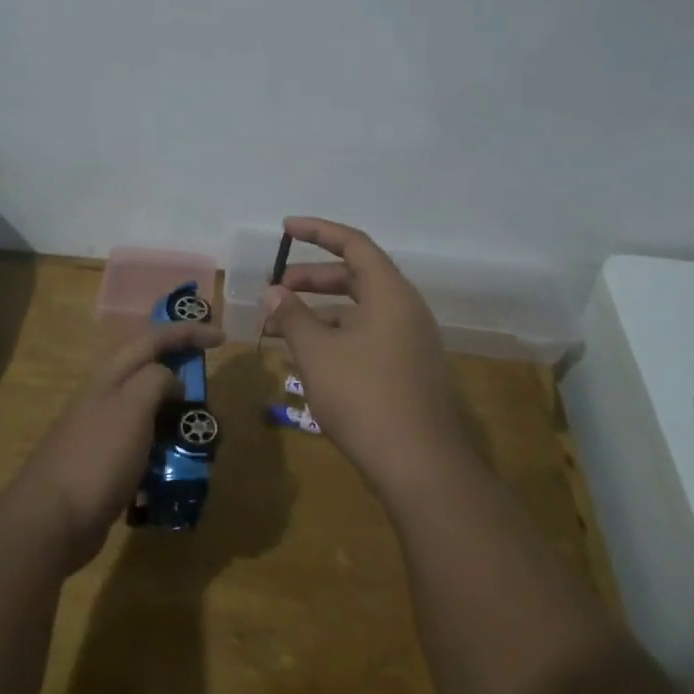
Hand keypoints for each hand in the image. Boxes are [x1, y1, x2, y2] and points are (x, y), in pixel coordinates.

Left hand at [14, 320, 222, 567]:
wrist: (52, 521)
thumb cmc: (97, 457)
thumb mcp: (133, 408)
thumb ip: (156, 382)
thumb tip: (172, 381)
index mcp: (110, 377)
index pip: (153, 340)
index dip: (188, 333)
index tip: (221, 339)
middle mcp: (104, 397)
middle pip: (148, 370)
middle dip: (181, 370)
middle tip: (209, 383)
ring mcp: (102, 432)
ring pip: (146, 409)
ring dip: (175, 412)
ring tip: (199, 429)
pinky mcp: (105, 464)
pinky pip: (143, 444)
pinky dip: (164, 446)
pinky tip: (177, 464)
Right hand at [262, 217, 464, 494]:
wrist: (419, 465)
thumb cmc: (364, 397)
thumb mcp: (317, 353)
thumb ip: (293, 316)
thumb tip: (273, 292)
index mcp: (390, 293)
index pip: (353, 244)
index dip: (317, 231)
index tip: (285, 228)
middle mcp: (405, 309)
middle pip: (355, 277)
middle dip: (312, 280)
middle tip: (275, 291)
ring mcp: (410, 341)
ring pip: (359, 311)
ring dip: (320, 314)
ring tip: (280, 330)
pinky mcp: (408, 369)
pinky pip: (368, 336)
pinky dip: (336, 337)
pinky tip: (309, 358)